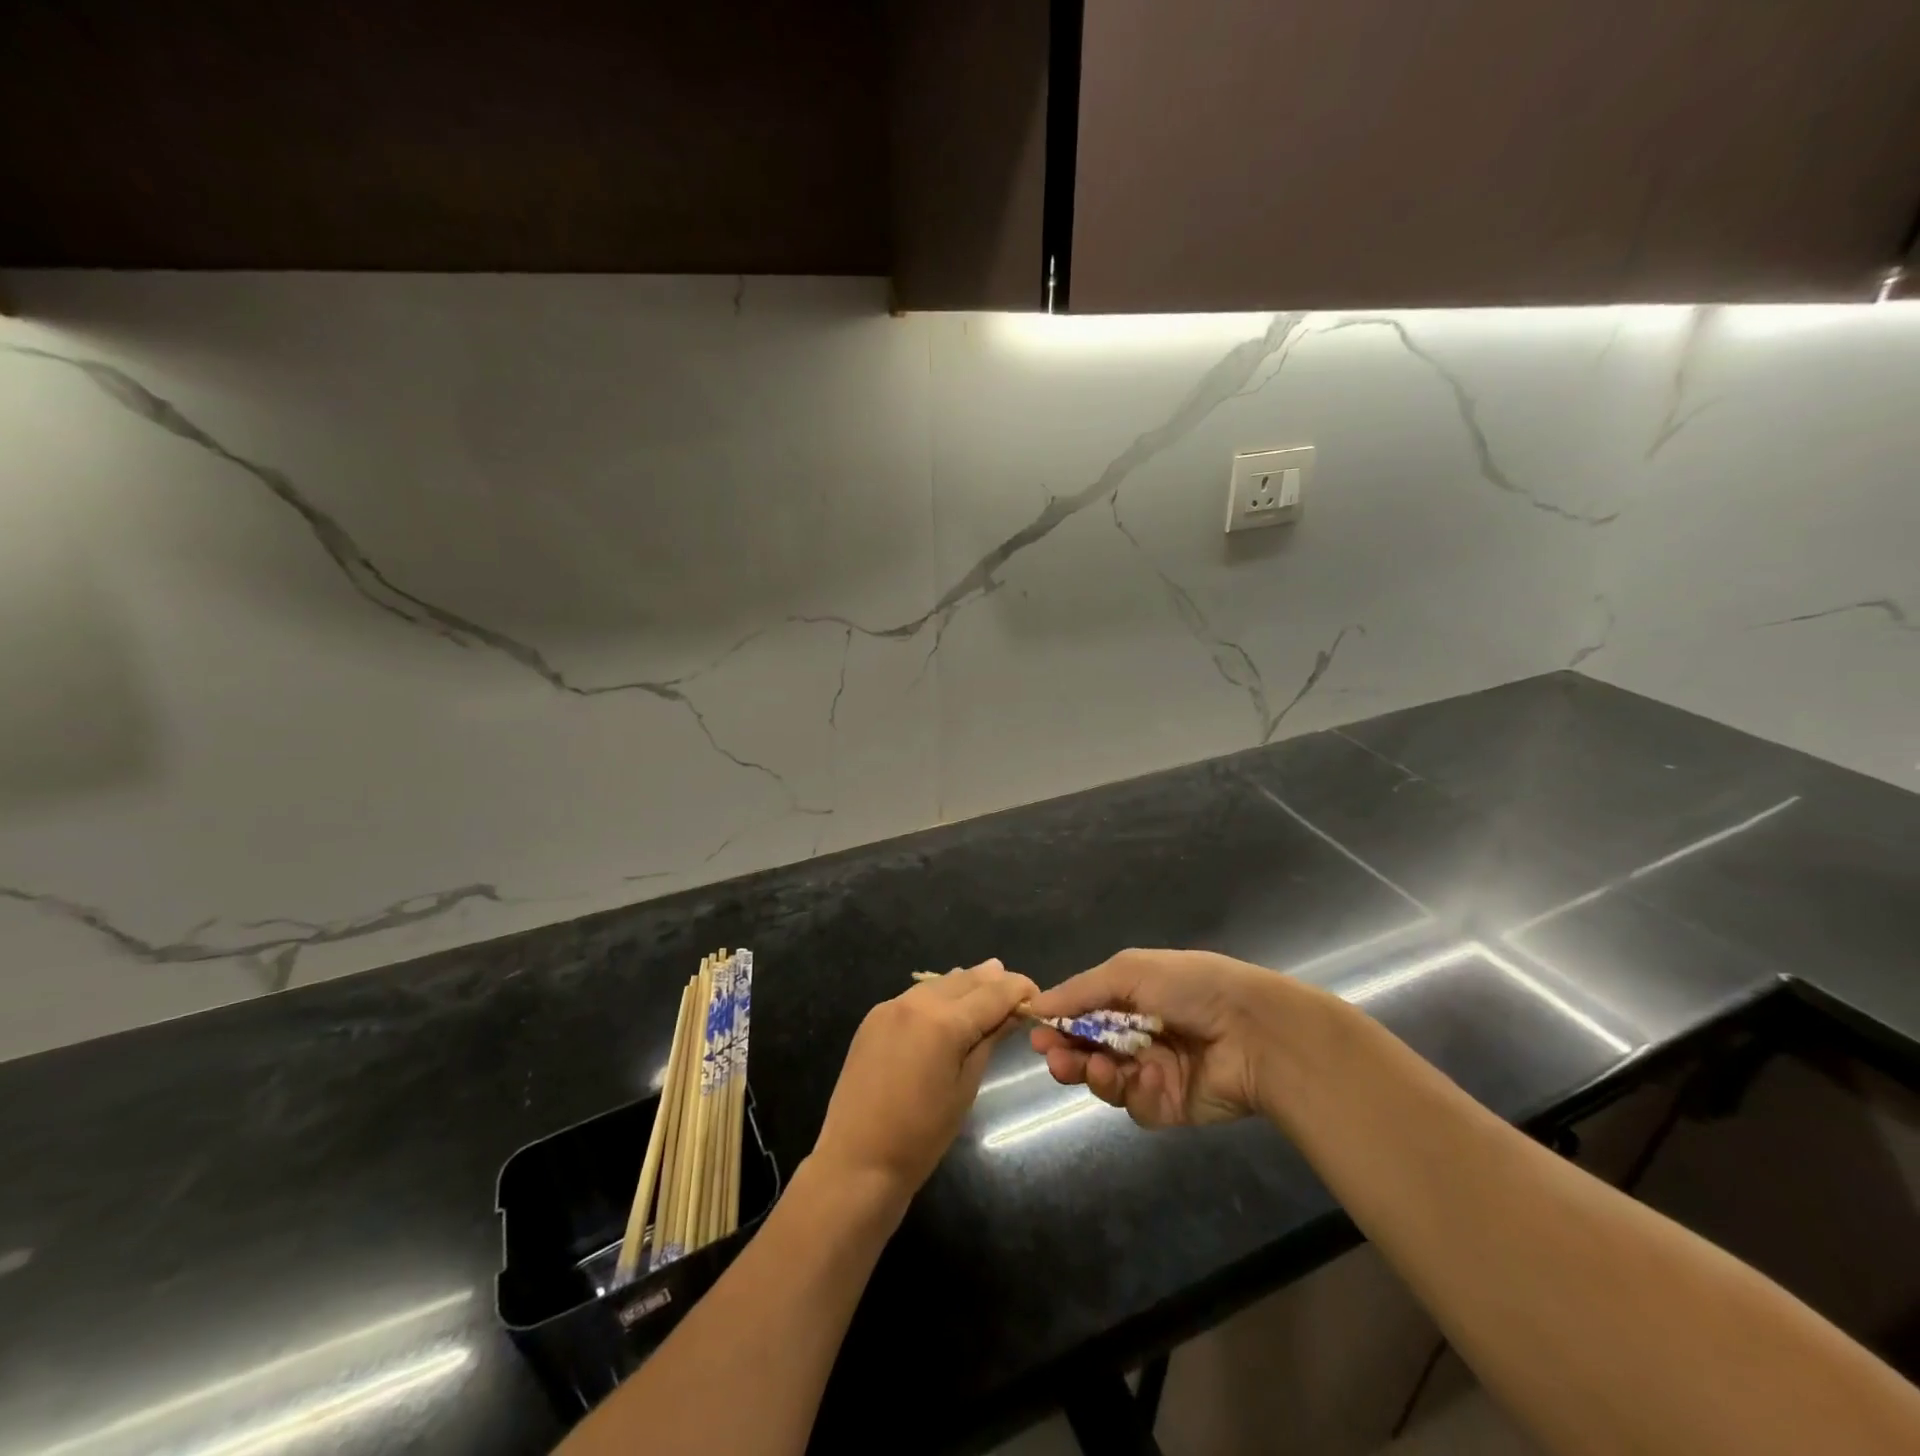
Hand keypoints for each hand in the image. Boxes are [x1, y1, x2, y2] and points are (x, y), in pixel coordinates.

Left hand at [811, 959, 1038, 1200]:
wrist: (857, 1161)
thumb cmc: (921, 1136)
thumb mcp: (965, 1087)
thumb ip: (989, 1040)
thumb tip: (1012, 1012)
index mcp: (944, 1021)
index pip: (994, 992)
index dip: (1020, 989)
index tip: (1039, 997)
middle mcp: (917, 1001)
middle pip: (967, 979)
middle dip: (995, 983)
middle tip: (1018, 994)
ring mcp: (891, 1006)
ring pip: (940, 983)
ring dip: (967, 985)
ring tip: (989, 992)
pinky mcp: (874, 1016)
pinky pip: (916, 996)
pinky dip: (939, 997)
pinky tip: (950, 1007)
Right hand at [1029, 948, 1305, 1128]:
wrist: (1254, 1032)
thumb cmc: (1190, 988)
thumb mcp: (1130, 972)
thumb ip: (1081, 990)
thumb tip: (1034, 1002)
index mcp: (1131, 997)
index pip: (1083, 1012)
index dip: (1059, 1021)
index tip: (1036, 1030)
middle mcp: (1138, 1034)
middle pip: (1088, 1049)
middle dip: (1067, 1053)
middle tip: (1053, 1056)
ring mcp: (1152, 1071)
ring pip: (1105, 1080)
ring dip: (1093, 1073)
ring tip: (1095, 1067)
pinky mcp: (1168, 1105)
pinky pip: (1136, 1104)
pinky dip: (1135, 1091)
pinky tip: (1146, 1078)